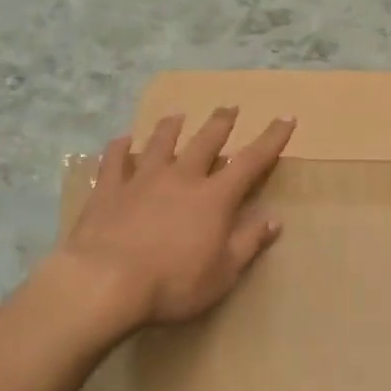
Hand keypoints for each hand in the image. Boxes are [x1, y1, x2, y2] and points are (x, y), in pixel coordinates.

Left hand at [62, 108, 294, 325]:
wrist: (105, 282)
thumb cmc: (173, 284)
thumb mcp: (223, 274)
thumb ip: (248, 243)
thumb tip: (274, 220)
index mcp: (214, 198)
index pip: (250, 161)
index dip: (271, 139)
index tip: (285, 118)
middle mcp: (181, 178)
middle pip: (205, 142)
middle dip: (220, 123)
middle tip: (229, 107)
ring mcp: (142, 180)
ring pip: (160, 143)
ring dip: (170, 127)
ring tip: (177, 115)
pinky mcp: (109, 190)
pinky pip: (115, 160)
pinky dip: (120, 148)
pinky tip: (122, 140)